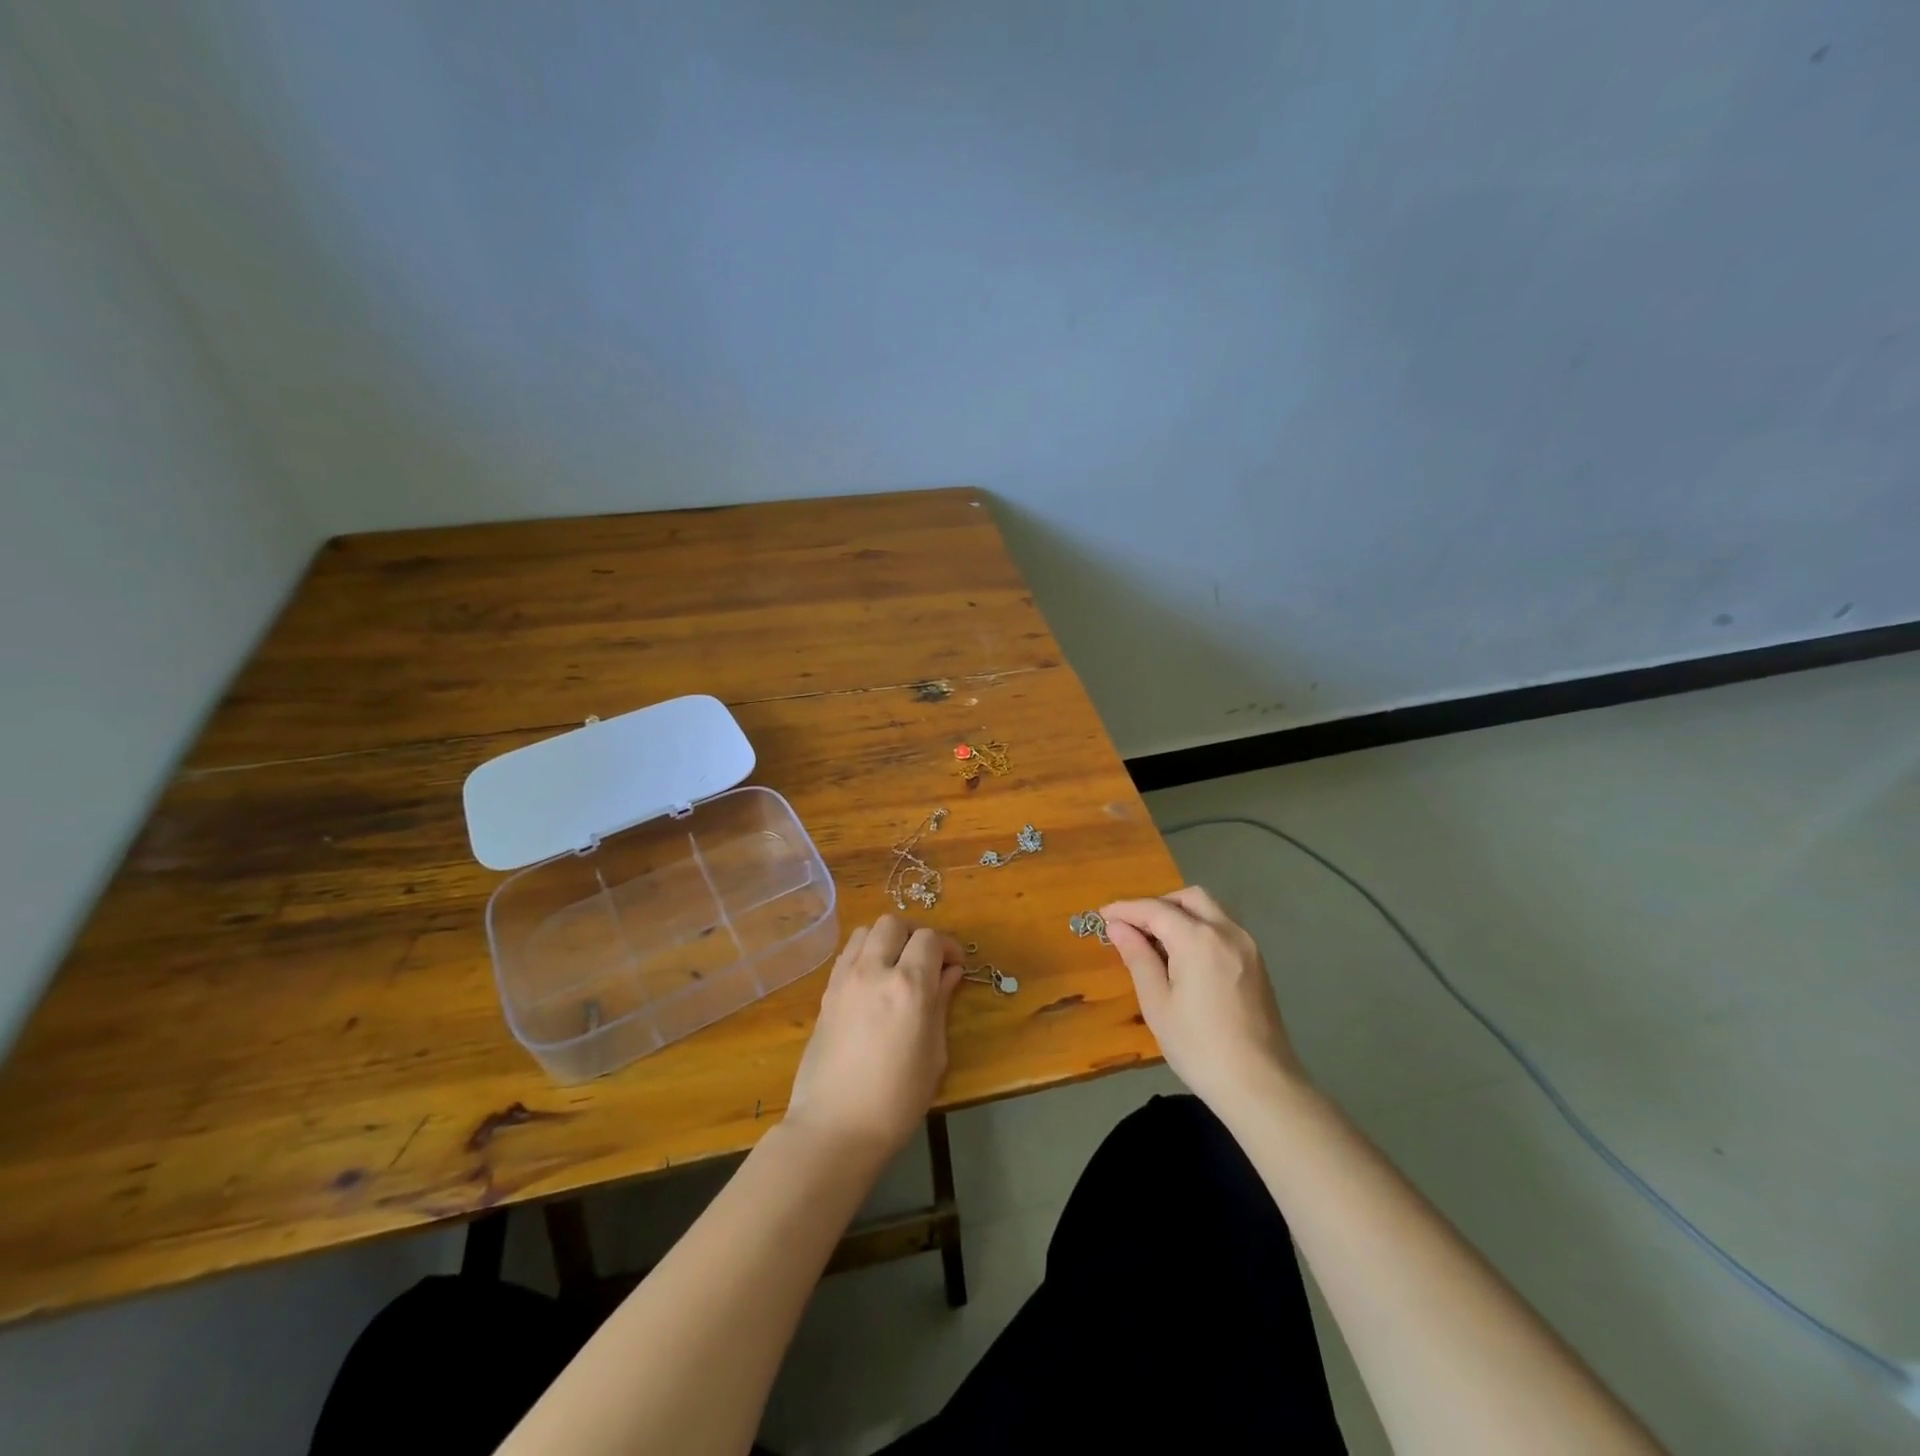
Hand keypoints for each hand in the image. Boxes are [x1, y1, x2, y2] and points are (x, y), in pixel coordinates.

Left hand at [784, 914, 964, 1159]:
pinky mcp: (826, 993)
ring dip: (885, 940)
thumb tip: (950, 974)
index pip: (930, 939)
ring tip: (896, 966)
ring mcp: (845, 979)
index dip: (947, 947)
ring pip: (866, 931)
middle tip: (925, 961)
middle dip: (915, 935)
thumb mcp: (934, 1054)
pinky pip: (847, 954)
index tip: (954, 966)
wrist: (835, 1127)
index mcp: (909, 985)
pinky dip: (863, 954)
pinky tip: (872, 983)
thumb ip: (941, 1005)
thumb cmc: (897, 1099)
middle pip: (894, 924)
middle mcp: (874, 970)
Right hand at [1102, 887, 1307, 1113]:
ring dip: (1181, 914)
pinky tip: (1185, 957)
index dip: (1125, 909)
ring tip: (1156, 943)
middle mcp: (1226, 931)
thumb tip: (1117, 927)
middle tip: (1133, 927)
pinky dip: (1200, 928)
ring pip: (1210, 910)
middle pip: (1188, 898)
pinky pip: (1223, 929)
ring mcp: (1247, 946)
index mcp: (1198, 939)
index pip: (1155, 910)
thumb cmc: (1199, 1046)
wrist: (1261, 1086)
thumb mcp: (1157, 1003)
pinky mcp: (1257, 963)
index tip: (1102, 916)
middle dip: (1157, 905)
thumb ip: (1137, 957)